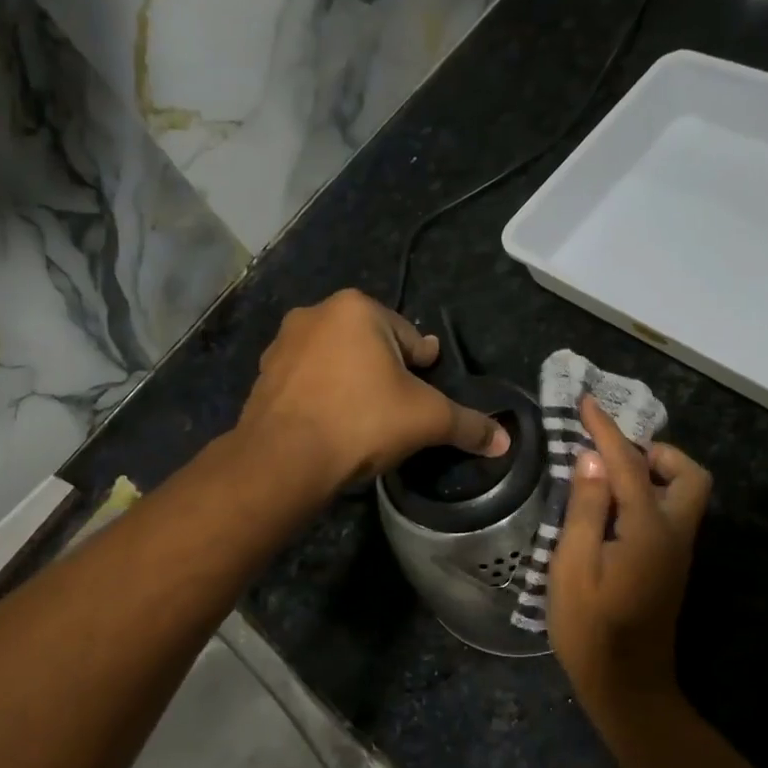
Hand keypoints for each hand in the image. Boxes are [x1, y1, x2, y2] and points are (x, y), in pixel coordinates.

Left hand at [237, 290, 509, 491]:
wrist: (284, 459)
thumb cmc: (362, 421)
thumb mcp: (426, 420)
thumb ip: (467, 425)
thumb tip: (504, 441)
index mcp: (357, 308)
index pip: (409, 336)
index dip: (423, 366)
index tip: (425, 389)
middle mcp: (315, 314)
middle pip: (370, 344)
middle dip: (385, 371)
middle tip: (397, 408)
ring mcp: (283, 344)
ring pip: (336, 361)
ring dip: (352, 381)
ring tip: (364, 418)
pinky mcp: (263, 376)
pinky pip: (307, 381)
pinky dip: (323, 396)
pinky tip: (331, 424)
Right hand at [548, 395, 710, 714]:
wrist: (626, 686)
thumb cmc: (591, 628)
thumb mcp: (573, 565)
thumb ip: (586, 508)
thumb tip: (592, 459)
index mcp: (649, 528)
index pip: (628, 464)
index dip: (605, 430)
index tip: (586, 403)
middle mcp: (675, 533)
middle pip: (688, 475)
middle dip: (656, 452)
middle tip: (612, 454)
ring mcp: (678, 552)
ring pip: (684, 494)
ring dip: (653, 473)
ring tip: (607, 476)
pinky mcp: (671, 566)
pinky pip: (670, 513)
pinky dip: (649, 495)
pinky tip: (612, 508)